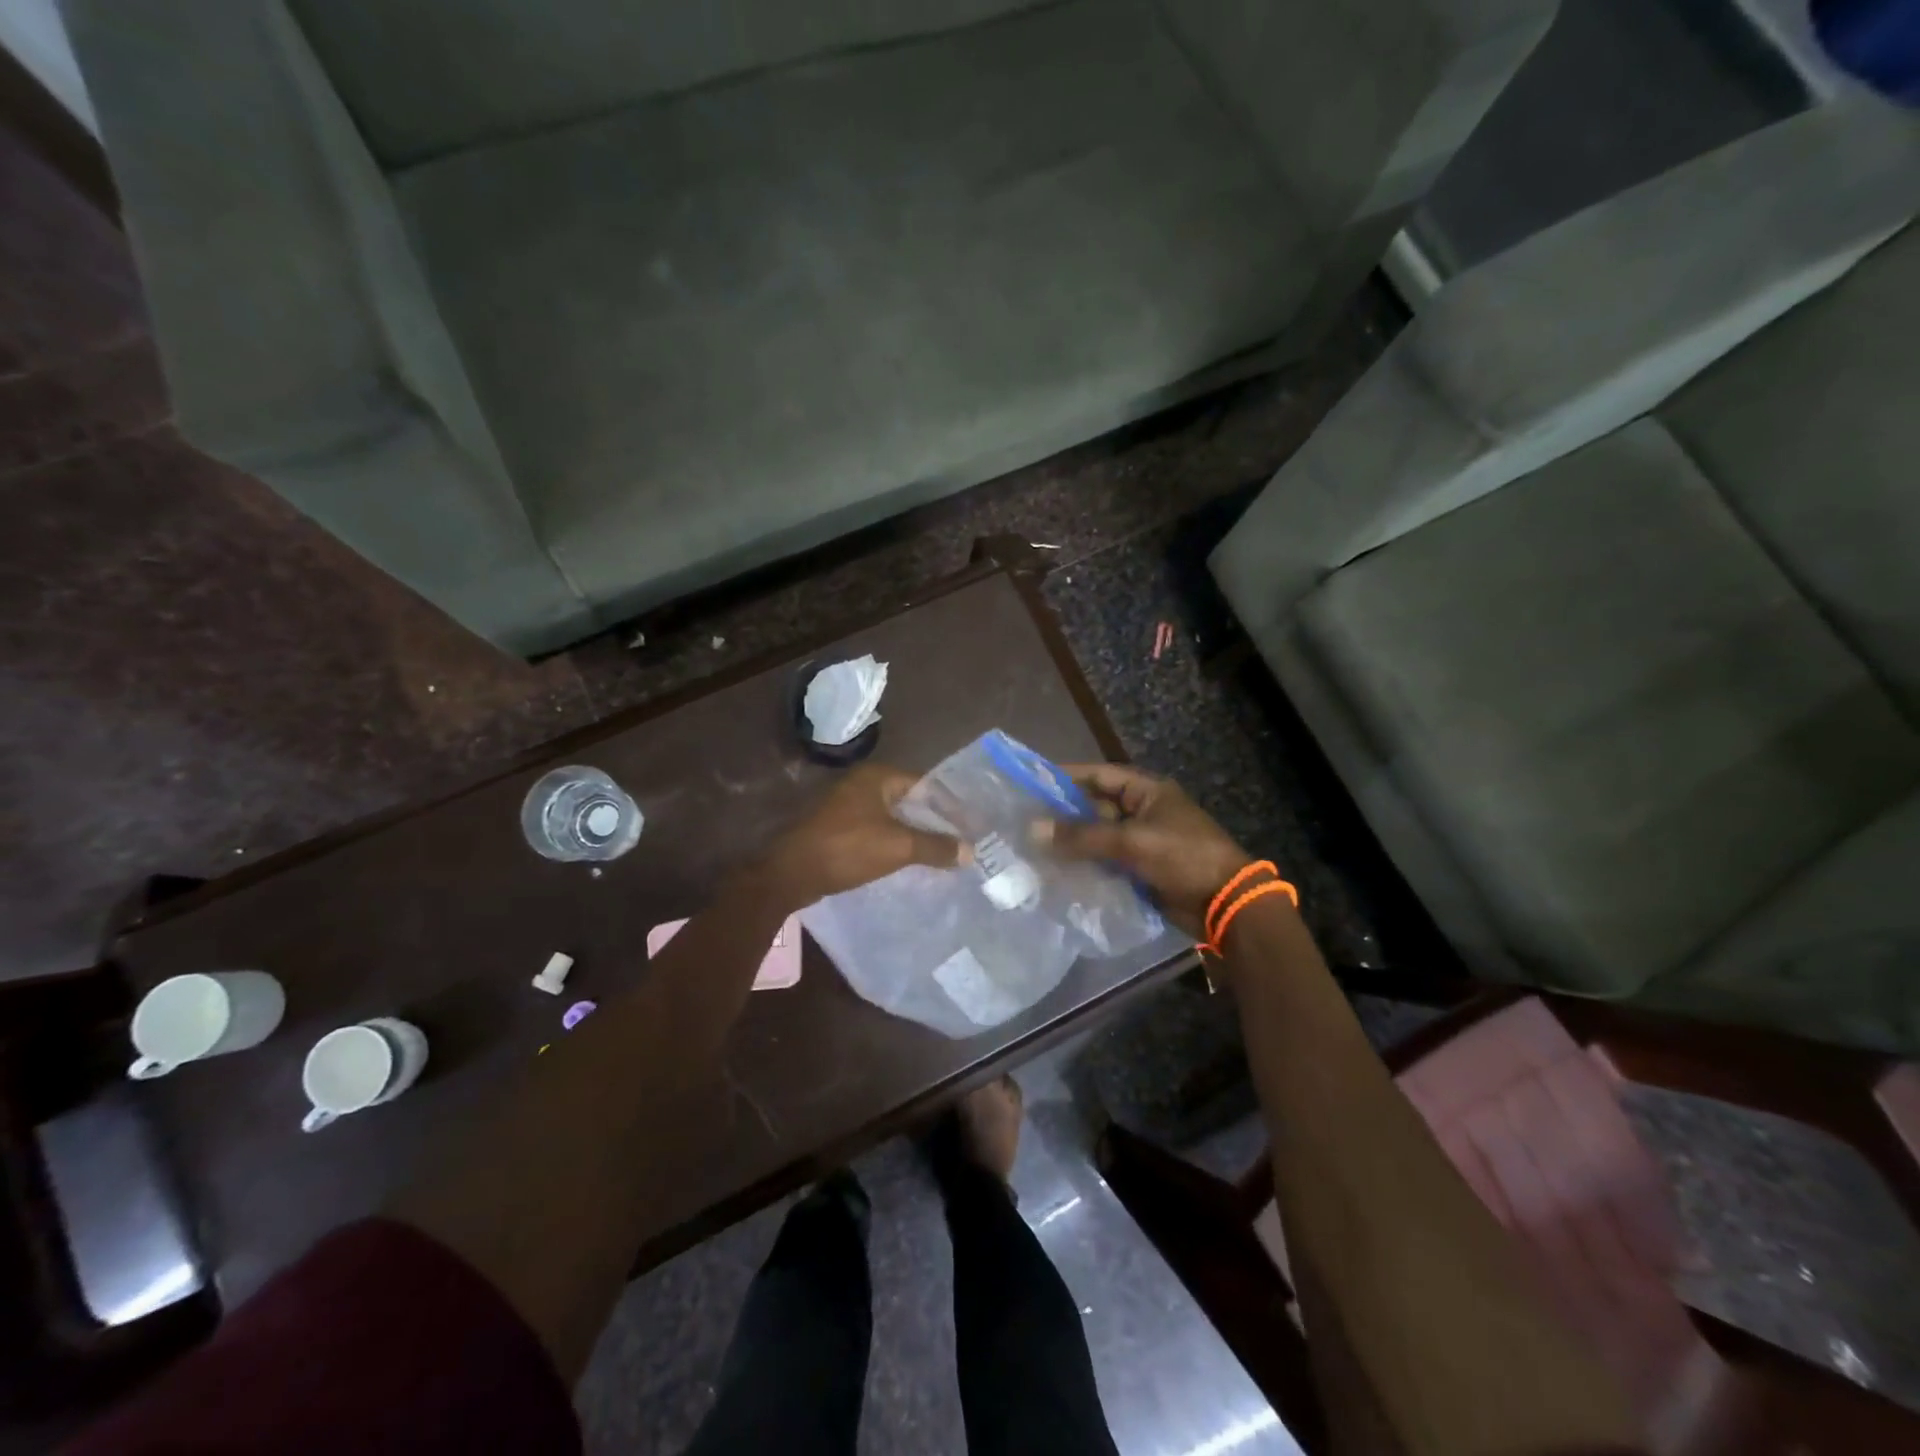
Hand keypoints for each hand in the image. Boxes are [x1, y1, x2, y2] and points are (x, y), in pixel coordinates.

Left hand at [762, 763, 967, 906]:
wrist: (792, 873)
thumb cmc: (847, 848)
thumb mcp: (898, 847)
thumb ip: (936, 846)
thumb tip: (970, 851)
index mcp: (877, 776)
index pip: (924, 784)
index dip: (948, 805)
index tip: (969, 825)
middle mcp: (861, 783)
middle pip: (909, 801)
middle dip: (933, 821)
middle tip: (960, 840)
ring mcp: (847, 806)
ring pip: (892, 818)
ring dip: (914, 834)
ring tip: (940, 853)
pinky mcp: (838, 828)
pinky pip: (876, 831)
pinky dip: (894, 843)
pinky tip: (909, 861)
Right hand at [1033, 764, 1254, 936]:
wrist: (1225, 903)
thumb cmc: (1182, 857)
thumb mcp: (1131, 841)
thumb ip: (1082, 836)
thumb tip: (1033, 829)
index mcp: (1146, 791)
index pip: (1098, 775)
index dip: (1065, 777)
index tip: (1031, 782)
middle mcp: (1142, 811)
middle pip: (1095, 807)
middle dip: (1063, 815)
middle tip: (1024, 821)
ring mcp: (1142, 841)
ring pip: (1098, 836)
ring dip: (1072, 843)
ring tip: (1032, 847)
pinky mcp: (1140, 869)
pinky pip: (1106, 861)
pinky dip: (1085, 865)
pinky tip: (1057, 872)